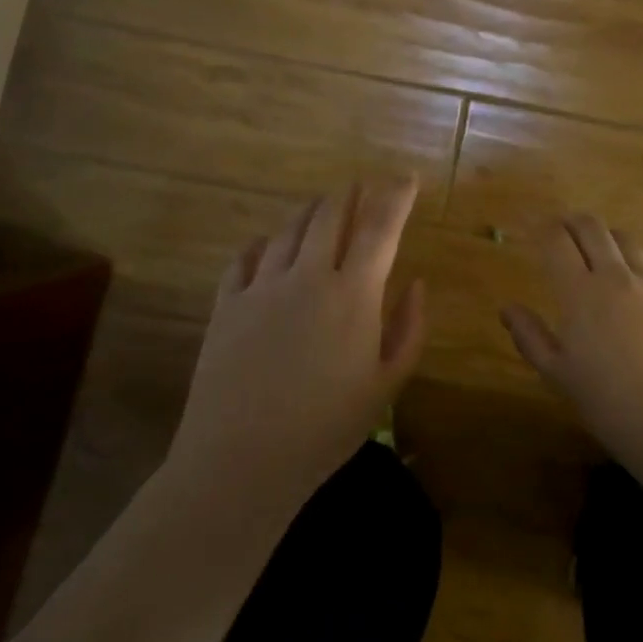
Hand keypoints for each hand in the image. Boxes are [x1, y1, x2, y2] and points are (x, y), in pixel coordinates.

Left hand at [167, 177, 426, 505]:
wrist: (239, 462)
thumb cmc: (325, 429)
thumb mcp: (386, 385)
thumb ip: (409, 329)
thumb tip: (416, 284)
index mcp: (354, 294)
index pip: (380, 228)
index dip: (396, 197)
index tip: (407, 178)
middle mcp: (308, 276)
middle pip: (330, 215)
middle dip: (350, 194)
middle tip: (361, 185)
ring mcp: (262, 286)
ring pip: (289, 229)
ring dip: (310, 211)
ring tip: (321, 205)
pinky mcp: (226, 304)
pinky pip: (246, 257)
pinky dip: (263, 243)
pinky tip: (267, 245)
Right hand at [500, 214, 642, 451]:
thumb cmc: (609, 403)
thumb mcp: (558, 375)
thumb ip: (530, 336)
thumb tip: (508, 309)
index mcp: (580, 293)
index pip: (556, 240)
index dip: (542, 228)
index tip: (533, 229)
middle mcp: (615, 276)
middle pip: (592, 227)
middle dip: (572, 222)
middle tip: (563, 232)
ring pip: (626, 239)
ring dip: (607, 238)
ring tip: (600, 252)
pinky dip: (638, 260)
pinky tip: (637, 277)